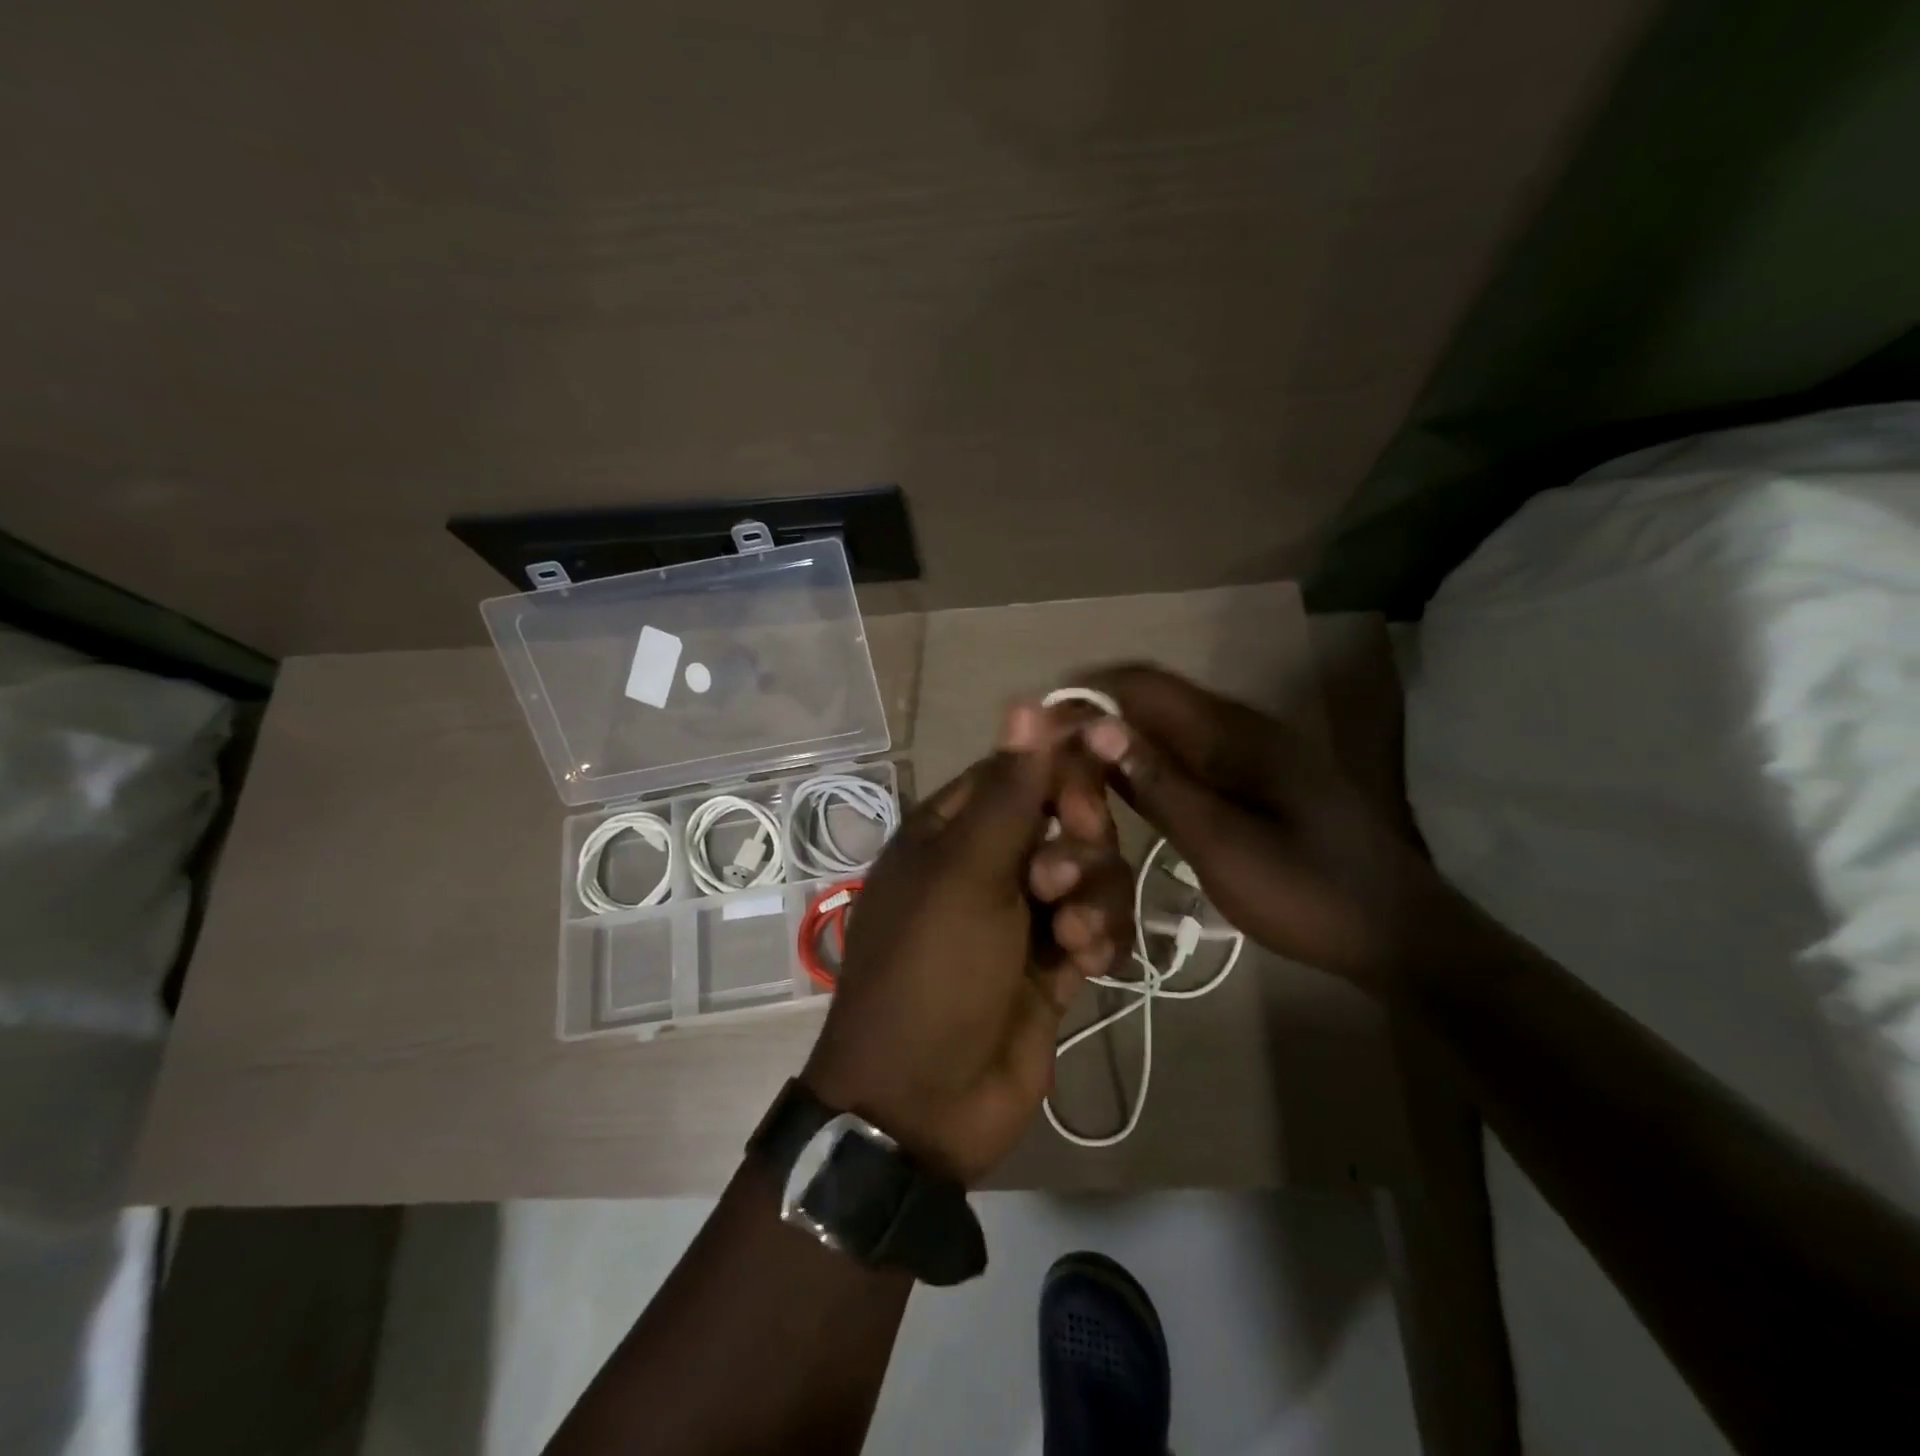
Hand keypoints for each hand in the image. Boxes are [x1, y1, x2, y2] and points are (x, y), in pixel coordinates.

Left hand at [803, 706, 1133, 1183]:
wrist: (924, 1102)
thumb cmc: (933, 971)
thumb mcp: (967, 874)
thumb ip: (1008, 793)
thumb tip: (1026, 703)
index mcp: (952, 831)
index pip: (1020, 770)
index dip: (1063, 766)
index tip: (1105, 764)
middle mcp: (988, 864)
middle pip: (1065, 819)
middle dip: (1080, 842)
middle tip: (1060, 877)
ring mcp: (1022, 916)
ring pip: (1090, 873)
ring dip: (1093, 897)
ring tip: (1070, 936)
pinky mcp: (1053, 963)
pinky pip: (1098, 926)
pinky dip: (1099, 939)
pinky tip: (1084, 964)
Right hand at [1072, 664, 1441, 988]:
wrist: (1397, 932)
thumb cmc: (1308, 893)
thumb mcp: (1223, 846)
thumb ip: (1158, 785)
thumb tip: (1096, 726)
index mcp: (1233, 733)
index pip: (1142, 685)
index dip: (1086, 694)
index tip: (1037, 726)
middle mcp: (1238, 728)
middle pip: (1150, 701)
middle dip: (1094, 720)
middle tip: (1046, 764)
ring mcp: (1248, 753)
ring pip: (1164, 729)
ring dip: (1116, 744)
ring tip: (1070, 779)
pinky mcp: (1252, 780)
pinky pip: (1184, 756)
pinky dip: (1144, 766)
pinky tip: (1119, 795)